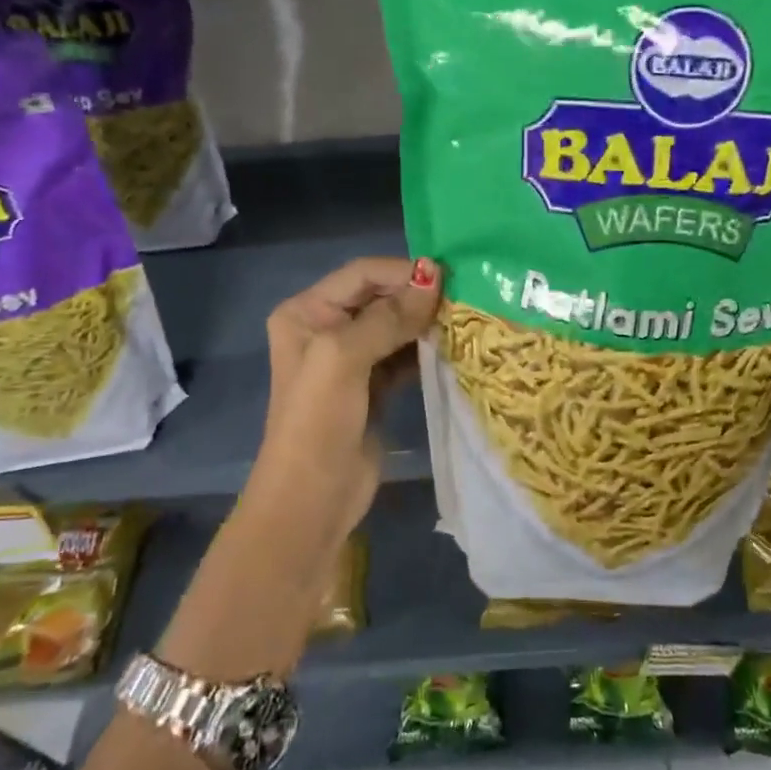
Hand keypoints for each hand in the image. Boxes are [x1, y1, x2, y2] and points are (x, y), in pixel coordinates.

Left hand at [246, 255, 442, 546]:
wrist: (313, 497)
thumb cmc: (319, 420)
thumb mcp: (344, 358)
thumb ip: (389, 316)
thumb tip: (434, 277)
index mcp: (306, 312)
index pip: (361, 274)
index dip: (402, 273)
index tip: (448, 280)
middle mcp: (326, 329)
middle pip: (379, 297)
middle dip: (417, 297)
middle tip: (462, 301)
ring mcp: (351, 361)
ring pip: (395, 327)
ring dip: (425, 324)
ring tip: (464, 322)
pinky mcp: (373, 387)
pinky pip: (403, 356)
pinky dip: (425, 351)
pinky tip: (453, 349)